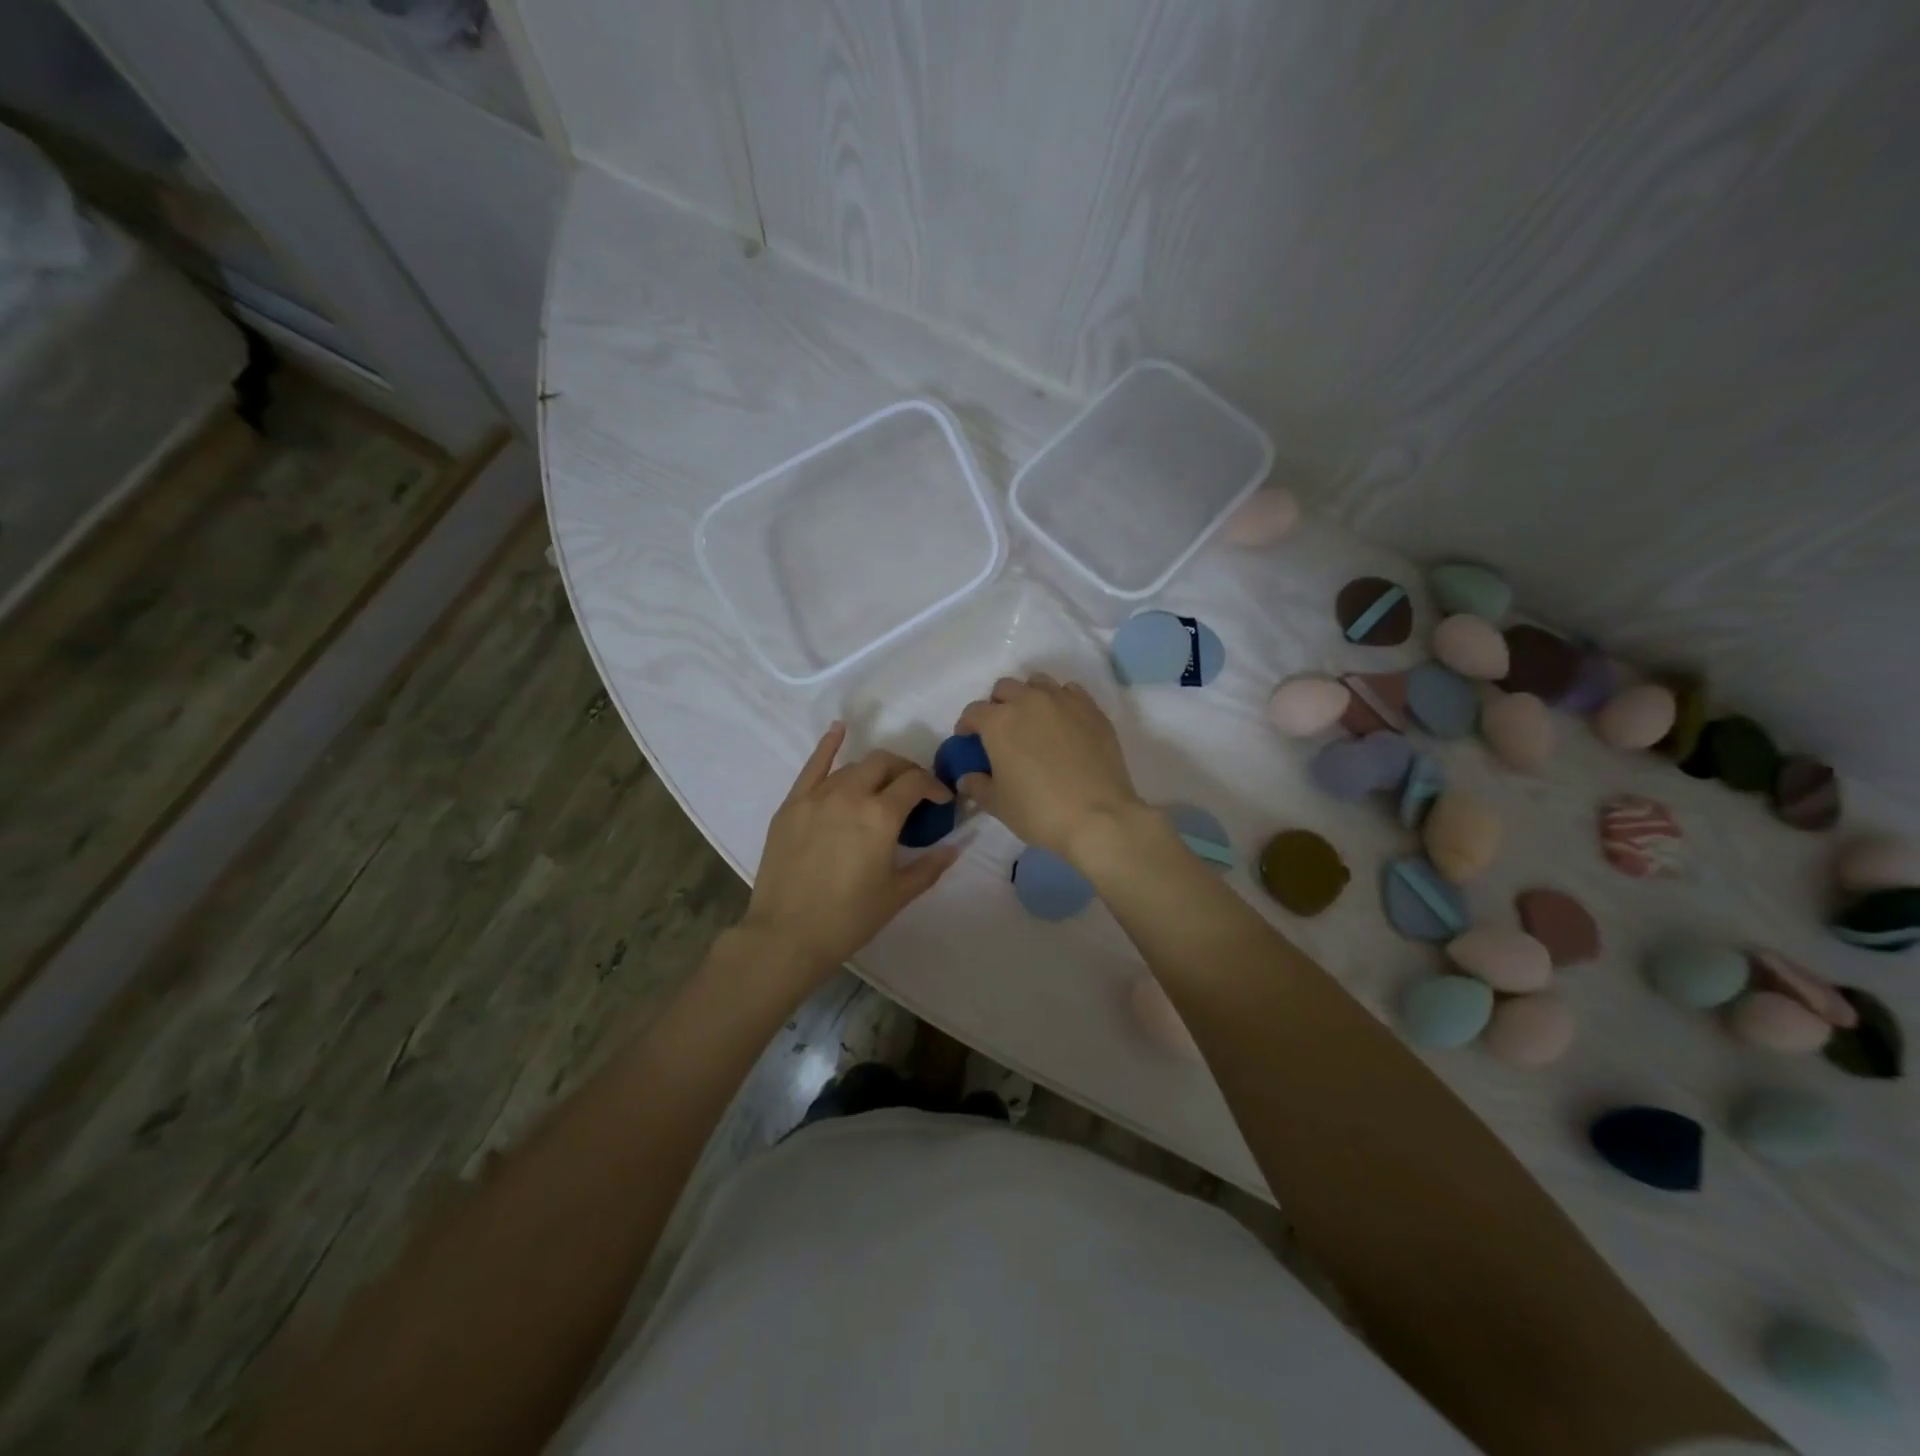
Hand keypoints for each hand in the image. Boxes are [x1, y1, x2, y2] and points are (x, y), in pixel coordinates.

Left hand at [741, 723, 959, 982]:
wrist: (787, 935)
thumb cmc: (849, 918)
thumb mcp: (897, 894)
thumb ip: (930, 866)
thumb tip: (956, 846)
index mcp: (881, 815)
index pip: (915, 783)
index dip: (934, 787)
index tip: (942, 801)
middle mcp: (850, 794)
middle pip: (885, 764)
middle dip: (907, 771)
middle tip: (914, 791)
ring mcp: (817, 796)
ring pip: (853, 767)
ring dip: (875, 771)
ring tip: (882, 787)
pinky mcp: (792, 804)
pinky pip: (813, 766)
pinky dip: (828, 745)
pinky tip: (839, 730)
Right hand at [955, 674, 1146, 865]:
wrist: (1099, 817)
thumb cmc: (1039, 811)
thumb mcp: (998, 804)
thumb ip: (978, 786)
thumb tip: (967, 777)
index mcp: (999, 722)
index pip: (973, 711)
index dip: (967, 725)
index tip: (968, 740)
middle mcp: (1029, 701)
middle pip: (1005, 688)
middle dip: (998, 705)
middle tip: (1002, 730)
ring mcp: (1064, 701)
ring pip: (1038, 683)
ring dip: (1029, 696)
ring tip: (1034, 721)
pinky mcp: (1092, 710)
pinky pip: (1070, 692)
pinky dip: (1061, 701)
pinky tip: (1063, 723)